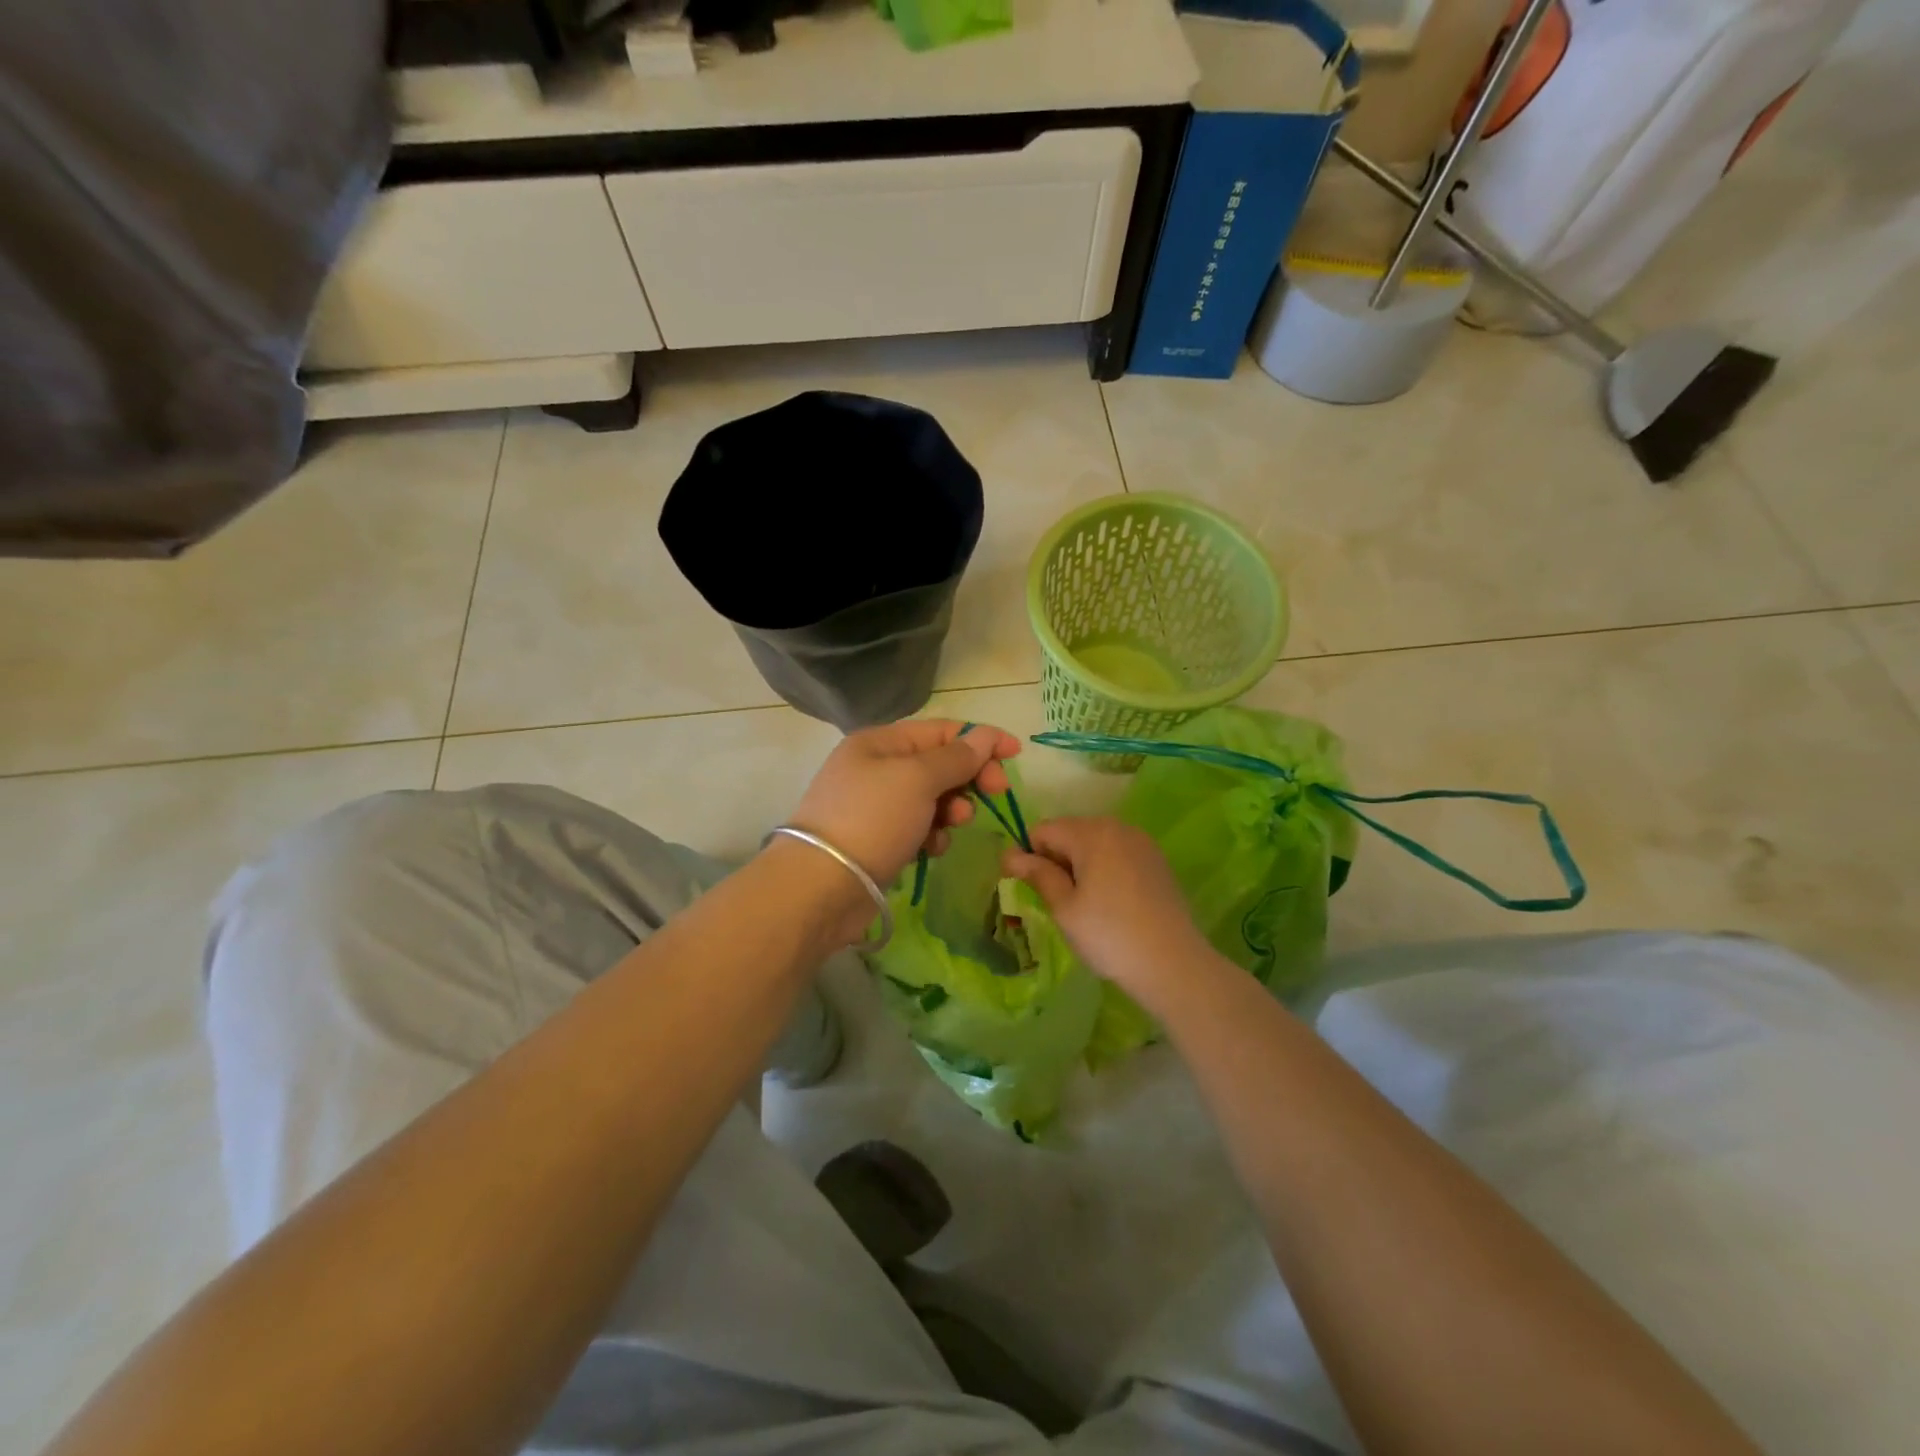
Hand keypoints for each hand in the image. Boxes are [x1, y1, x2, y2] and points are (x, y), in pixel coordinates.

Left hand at [787, 720, 1021, 889]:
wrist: (822, 886)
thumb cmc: (872, 819)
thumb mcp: (918, 779)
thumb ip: (956, 757)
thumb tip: (985, 736)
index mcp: (880, 742)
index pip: (941, 730)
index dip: (981, 738)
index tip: (1016, 754)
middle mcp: (876, 768)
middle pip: (938, 763)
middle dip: (968, 777)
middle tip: (995, 793)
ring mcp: (876, 806)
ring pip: (932, 798)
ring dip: (952, 808)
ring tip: (955, 823)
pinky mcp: (878, 840)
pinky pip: (918, 828)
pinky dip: (931, 835)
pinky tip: (931, 849)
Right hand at [1002, 817, 1214, 1012]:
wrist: (1173, 963)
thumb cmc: (1109, 935)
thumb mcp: (1064, 908)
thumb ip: (1037, 874)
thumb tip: (1010, 854)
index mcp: (1090, 832)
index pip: (1042, 830)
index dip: (1028, 855)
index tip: (1028, 888)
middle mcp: (1117, 826)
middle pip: (1069, 831)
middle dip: (1056, 858)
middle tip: (1057, 901)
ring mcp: (1141, 841)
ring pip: (1094, 842)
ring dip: (1080, 864)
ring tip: (1084, 904)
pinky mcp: (1156, 859)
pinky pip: (1117, 853)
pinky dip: (1104, 868)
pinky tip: (1110, 902)